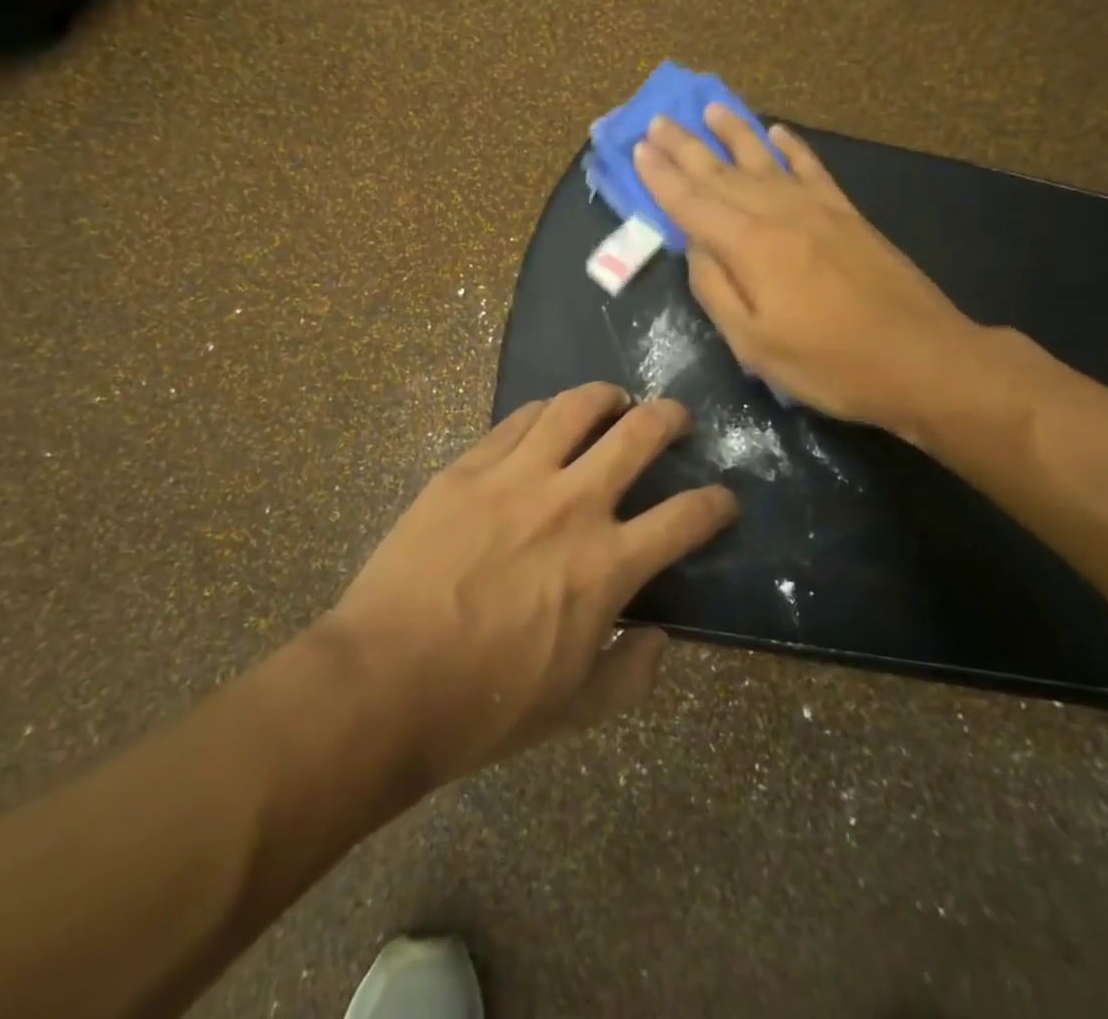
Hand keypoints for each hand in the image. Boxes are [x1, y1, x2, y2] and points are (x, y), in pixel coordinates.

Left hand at [321, 385, 734, 787]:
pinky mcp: (468, 467)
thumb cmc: (485, 706)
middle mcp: (572, 505)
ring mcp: (516, 477)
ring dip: (606, 397)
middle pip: (639, 434)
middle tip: (676, 418)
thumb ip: (631, 675)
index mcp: (608, 564)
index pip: (686, 517)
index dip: (716, 503)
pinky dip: (545, 411)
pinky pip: (517, 420)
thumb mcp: (575, 710)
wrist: (383, 683)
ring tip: (614, 400)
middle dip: (670, 418)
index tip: (723, 498)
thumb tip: (660, 639)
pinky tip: (548, 417)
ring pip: (575, 407)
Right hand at [632, 105, 984, 437]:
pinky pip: (812, 168)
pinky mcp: (848, 215)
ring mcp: (818, 209)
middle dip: (685, 147)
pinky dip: (792, 147)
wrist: (922, 358)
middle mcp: (780, 213)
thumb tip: (694, 248)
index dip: (661, 176)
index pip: (692, 203)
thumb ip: (716, 290)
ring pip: (764, 159)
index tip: (637, 149)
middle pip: (722, 173)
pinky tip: (778, 131)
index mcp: (750, 246)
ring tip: (709, 108)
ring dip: (733, 132)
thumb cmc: (830, 363)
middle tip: (657, 121)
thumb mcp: (754, 344)